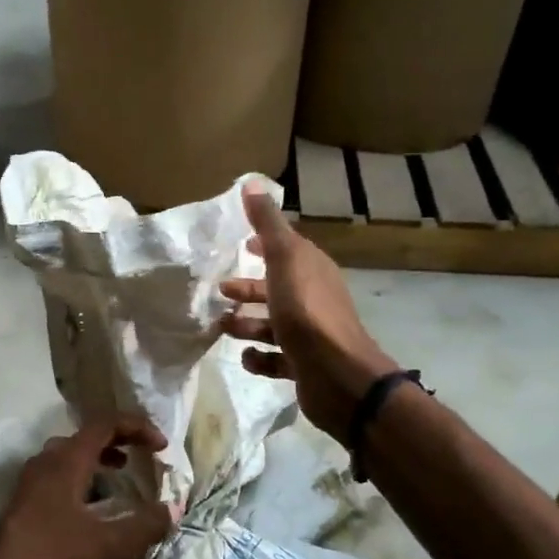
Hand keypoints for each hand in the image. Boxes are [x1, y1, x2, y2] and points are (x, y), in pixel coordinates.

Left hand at [0, 417, 174, 558]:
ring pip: (68, 456)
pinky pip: (57, 476)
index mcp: (66, 460)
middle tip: (142, 455)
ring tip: (121, 476)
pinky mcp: (21, 504)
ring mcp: (29, 482)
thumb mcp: (112, 546)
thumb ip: (147, 525)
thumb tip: (172, 509)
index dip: (137, 427)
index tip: (161, 445)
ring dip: (98, 460)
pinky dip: (81, 478)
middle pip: (85, 437)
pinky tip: (92, 507)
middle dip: (118, 441)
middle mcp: (44, 461)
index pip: (104, 424)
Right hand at [221, 182, 397, 442]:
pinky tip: (246, 358)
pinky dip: (258, 358)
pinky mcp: (303, 366)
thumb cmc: (307, 311)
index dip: (264, 246)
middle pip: (275, 289)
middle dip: (248, 290)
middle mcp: (313, 299)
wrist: (338, 375)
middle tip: (220, 292)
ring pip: (272, 324)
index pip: (287, 251)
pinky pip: (275, 359)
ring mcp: (309, 335)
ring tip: (222, 328)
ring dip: (246, 324)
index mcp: (312, 270)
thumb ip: (267, 223)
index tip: (241, 246)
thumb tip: (251, 183)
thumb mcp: (284, 259)